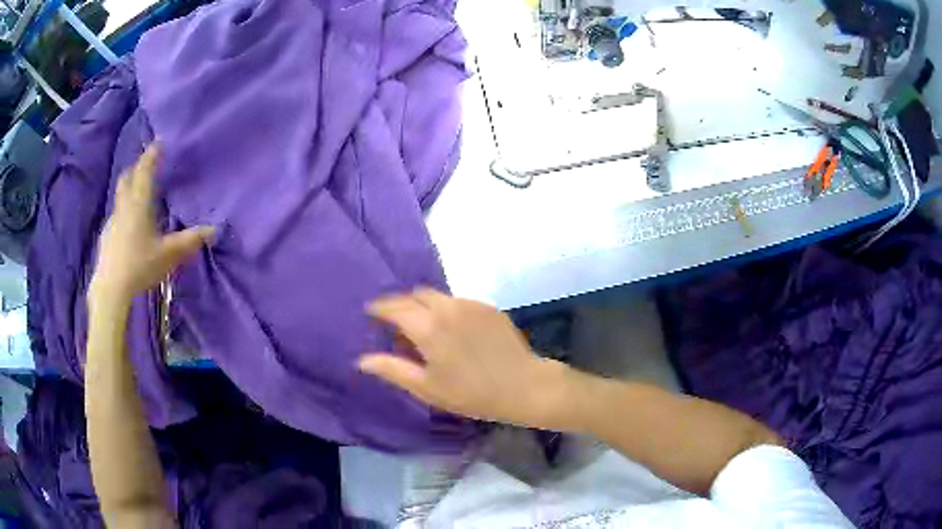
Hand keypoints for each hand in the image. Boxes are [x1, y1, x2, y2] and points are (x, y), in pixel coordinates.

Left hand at [89, 144, 213, 303]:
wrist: (111, 288)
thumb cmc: (140, 265)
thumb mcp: (169, 254)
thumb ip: (190, 240)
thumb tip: (214, 229)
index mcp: (139, 203)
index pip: (145, 170)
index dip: (152, 154)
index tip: (159, 142)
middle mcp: (124, 206)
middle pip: (127, 177)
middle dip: (137, 168)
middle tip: (147, 166)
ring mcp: (113, 221)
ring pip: (121, 196)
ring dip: (130, 189)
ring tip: (140, 196)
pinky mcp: (107, 236)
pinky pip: (117, 215)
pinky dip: (125, 211)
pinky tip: (130, 227)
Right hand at [359, 288, 566, 426]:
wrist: (523, 386)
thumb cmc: (471, 393)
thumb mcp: (427, 387)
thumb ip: (392, 369)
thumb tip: (362, 360)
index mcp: (428, 326)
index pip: (394, 306)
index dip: (380, 308)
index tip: (371, 313)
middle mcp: (447, 307)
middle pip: (416, 295)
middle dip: (402, 305)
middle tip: (398, 324)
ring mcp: (471, 304)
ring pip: (438, 296)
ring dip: (425, 306)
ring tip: (425, 328)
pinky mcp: (488, 307)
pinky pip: (458, 301)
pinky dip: (447, 310)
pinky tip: (453, 331)